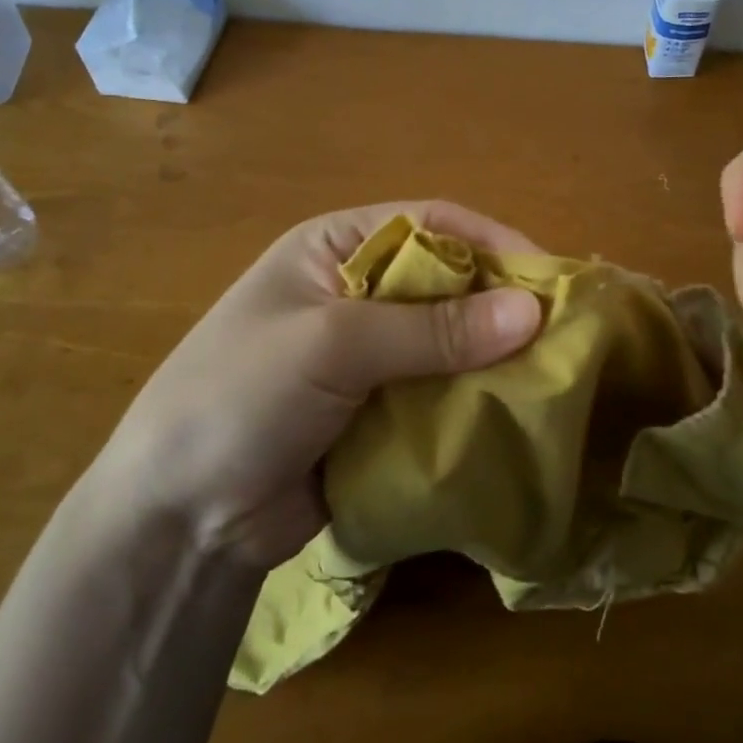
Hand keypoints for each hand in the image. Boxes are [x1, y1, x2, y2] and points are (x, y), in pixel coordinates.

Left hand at [77, 202, 543, 570]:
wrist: (178, 517)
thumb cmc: (241, 396)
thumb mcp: (333, 344)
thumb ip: (432, 328)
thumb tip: (531, 311)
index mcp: (335, 248)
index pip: (429, 224)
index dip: (491, 241)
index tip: (550, 277)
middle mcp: (356, 293)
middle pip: (447, 284)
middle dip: (500, 304)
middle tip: (564, 334)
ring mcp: (368, 357)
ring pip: (450, 344)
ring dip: (494, 359)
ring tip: (554, 379)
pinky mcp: (378, 412)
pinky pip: (440, 394)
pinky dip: (474, 402)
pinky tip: (514, 418)